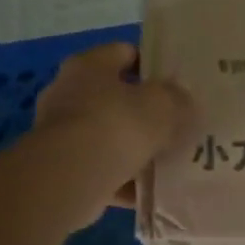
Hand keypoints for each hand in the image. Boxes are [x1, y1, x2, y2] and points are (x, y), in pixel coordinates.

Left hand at [34, 43, 193, 214]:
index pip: (124, 53)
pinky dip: (123, 179)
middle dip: (143, 112)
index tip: (177, 83)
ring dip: (133, 149)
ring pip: (108, 136)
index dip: (152, 65)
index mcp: (89, 65)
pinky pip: (102, 169)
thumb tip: (182, 100)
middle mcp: (68, 93)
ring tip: (166, 160)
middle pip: (114, 97)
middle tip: (176, 124)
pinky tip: (148, 191)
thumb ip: (177, 99)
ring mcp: (61, 133)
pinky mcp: (62, 168)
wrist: (71, 177)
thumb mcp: (162, 105)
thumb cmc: (117, 125)